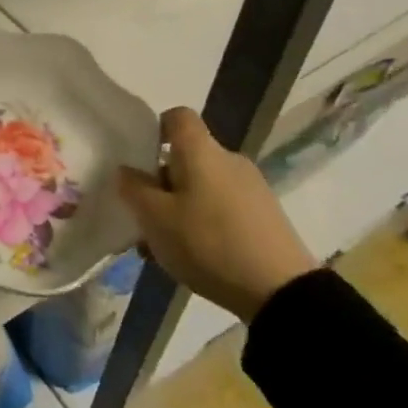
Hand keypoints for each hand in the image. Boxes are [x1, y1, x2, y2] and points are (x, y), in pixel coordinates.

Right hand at [117, 107, 315, 323]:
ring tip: (164, 245)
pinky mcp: (265, 216)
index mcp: (201, 151)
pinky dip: (203, 222)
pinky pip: (222, 207)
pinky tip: (194, 256)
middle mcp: (229, 160)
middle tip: (144, 215)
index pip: (177, 116)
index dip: (155, 129)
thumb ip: (134, 189)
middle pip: (187, 157)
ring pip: (202, 186)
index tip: (139, 158)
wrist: (281, 291)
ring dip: (180, 207)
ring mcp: (252, 188)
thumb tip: (126, 170)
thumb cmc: (208, 243)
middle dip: (161, 181)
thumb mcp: (156, 219)